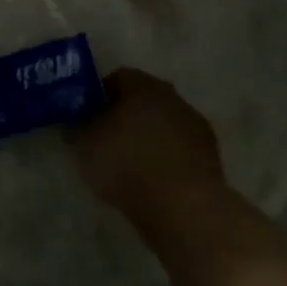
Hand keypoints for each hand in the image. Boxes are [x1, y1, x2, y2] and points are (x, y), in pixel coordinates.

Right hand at [73, 68, 225, 216]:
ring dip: (147, 138)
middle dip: (124, 115)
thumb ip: (78, 128)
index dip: (99, 94)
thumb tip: (75, 124)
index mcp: (144, 86)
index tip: (85, 115)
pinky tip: (150, 180)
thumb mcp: (84, 144)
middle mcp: (174, 98)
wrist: (183, 207)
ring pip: (163, 125)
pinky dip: (164, 159)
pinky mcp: (211, 158)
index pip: (117, 77)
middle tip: (104, 137)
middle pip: (144, 100)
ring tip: (127, 164)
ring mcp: (196, 128)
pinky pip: (178, 150)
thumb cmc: (127, 163)